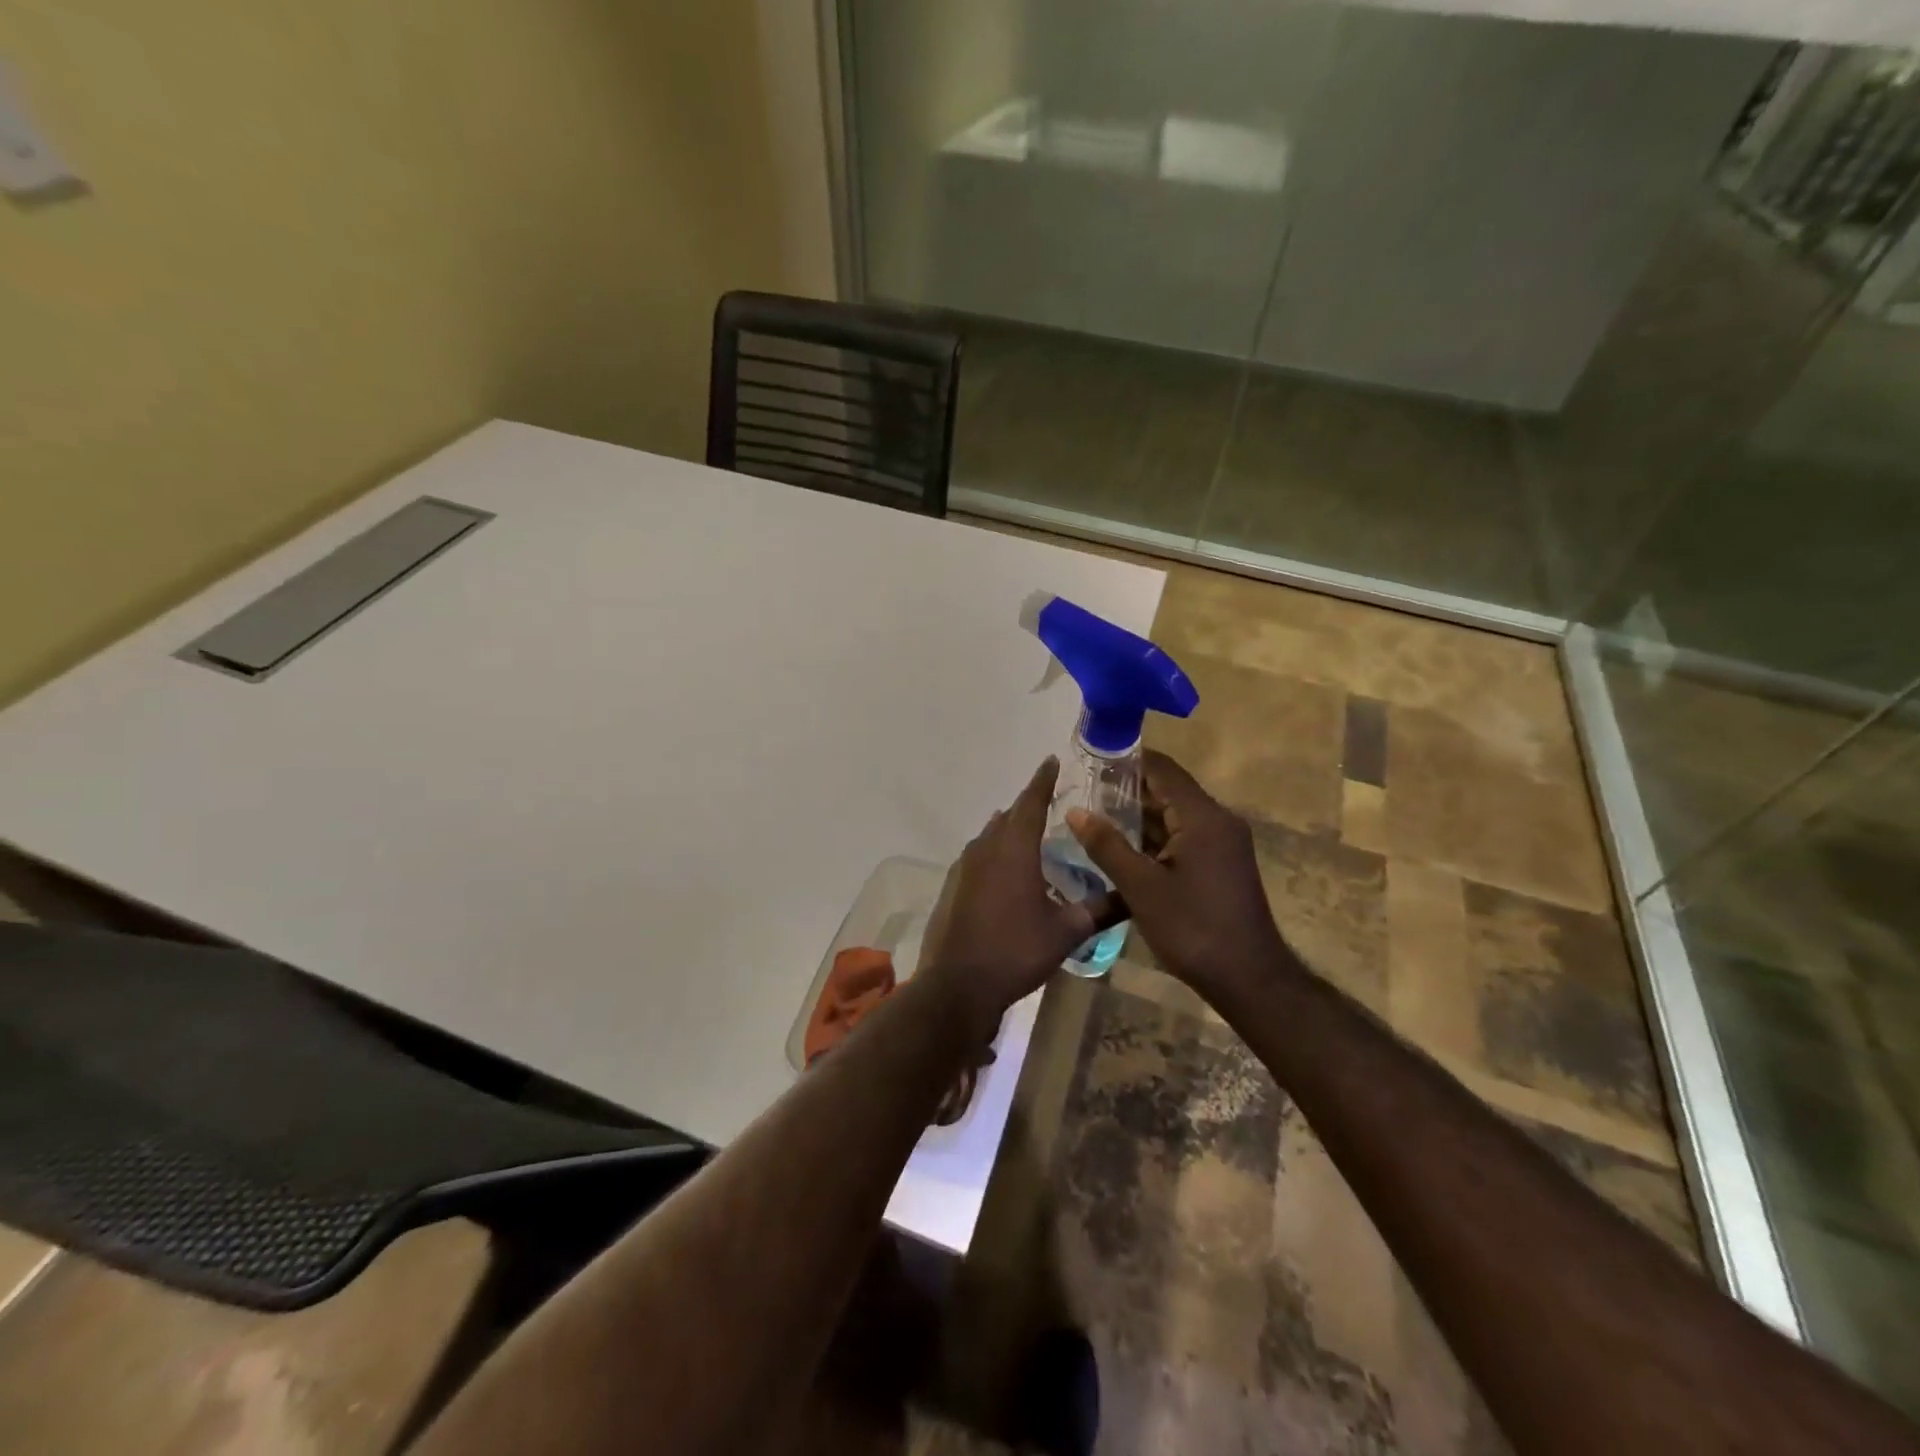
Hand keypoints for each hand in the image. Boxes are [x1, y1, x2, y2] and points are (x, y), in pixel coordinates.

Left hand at [919, 758, 1119, 1029]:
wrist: (957, 985)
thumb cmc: (1015, 952)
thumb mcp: (1066, 933)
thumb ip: (1100, 910)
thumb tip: (1132, 897)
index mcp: (1014, 849)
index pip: (1030, 802)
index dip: (1043, 780)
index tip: (1051, 761)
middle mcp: (985, 848)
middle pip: (1009, 816)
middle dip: (1029, 806)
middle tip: (1052, 803)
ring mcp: (963, 867)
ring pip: (990, 836)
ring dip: (1010, 830)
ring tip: (1032, 835)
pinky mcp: (952, 886)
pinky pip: (978, 857)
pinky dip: (995, 854)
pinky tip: (1006, 873)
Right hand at [1067, 750, 1299, 1002]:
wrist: (1248, 979)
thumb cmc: (1193, 928)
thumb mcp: (1141, 887)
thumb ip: (1107, 846)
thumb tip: (1075, 812)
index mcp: (1202, 817)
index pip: (1162, 769)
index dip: (1126, 761)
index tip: (1090, 761)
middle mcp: (1217, 821)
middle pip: (1168, 790)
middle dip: (1126, 790)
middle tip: (1082, 792)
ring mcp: (1222, 844)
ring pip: (1174, 816)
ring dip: (1138, 816)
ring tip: (1092, 817)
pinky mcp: (1220, 864)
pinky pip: (1182, 837)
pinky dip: (1154, 838)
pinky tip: (1121, 848)